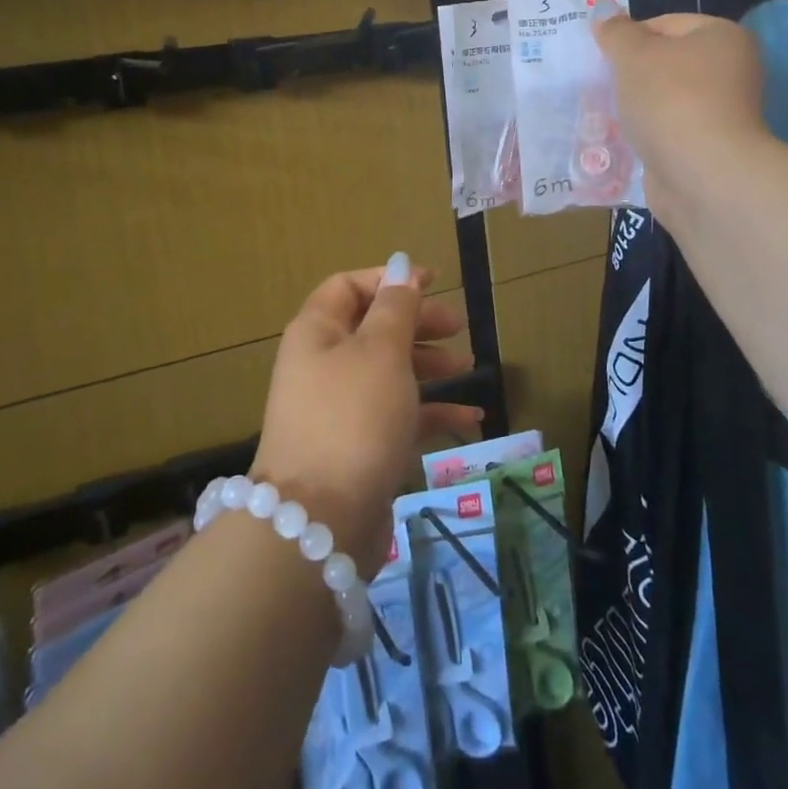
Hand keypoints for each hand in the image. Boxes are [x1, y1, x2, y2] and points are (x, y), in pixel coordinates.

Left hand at [252, 255, 484, 576]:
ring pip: (387, 371)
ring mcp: (338, 409)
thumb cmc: (353, 417)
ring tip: (467, 366)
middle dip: (416, 322)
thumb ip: (395, 307)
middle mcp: (322, 365)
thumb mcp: (380, 352)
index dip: (390, 279)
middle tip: (458, 327)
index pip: (349, 287)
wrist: (320, 522)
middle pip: (372, 328)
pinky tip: (470, 418)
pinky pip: (397, 416)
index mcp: (317, 332)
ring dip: (427, 364)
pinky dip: (430, 411)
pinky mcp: (357, 447)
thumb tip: (400, 266)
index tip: (434, 282)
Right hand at [596, 13, 769, 215]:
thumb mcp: (633, 55)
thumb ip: (616, 32)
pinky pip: (666, 133)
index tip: (601, 59)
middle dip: (629, 76)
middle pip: (665, 64)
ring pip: (663, 101)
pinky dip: (645, 137)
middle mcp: (730, 71)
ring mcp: (720, 113)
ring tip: (603, 117)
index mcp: (722, 37)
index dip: (629, 38)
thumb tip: (604, 12)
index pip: (665, 23)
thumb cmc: (670, 100)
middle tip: (598, 87)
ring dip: (634, 108)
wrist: (700, 174)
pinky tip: (620, 144)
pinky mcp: (707, 149)